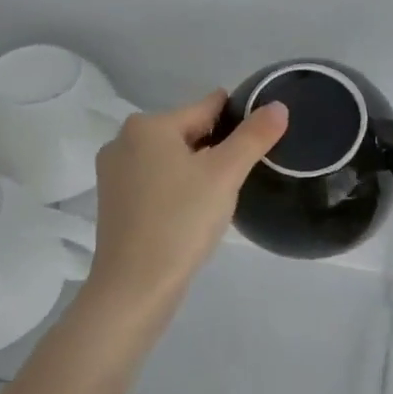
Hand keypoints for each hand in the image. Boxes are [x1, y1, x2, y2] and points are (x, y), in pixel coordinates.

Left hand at [83, 90, 288, 316]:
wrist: (135, 287)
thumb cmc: (181, 221)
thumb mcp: (225, 174)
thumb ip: (254, 136)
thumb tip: (278, 106)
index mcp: (147, 126)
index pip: (206, 107)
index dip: (238, 120)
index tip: (259, 139)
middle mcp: (123, 141)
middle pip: (188, 133)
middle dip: (217, 149)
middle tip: (240, 179)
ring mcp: (113, 174)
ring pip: (172, 159)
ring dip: (198, 171)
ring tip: (220, 198)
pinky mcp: (113, 203)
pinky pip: (156, 182)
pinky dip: (178, 189)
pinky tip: (192, 213)